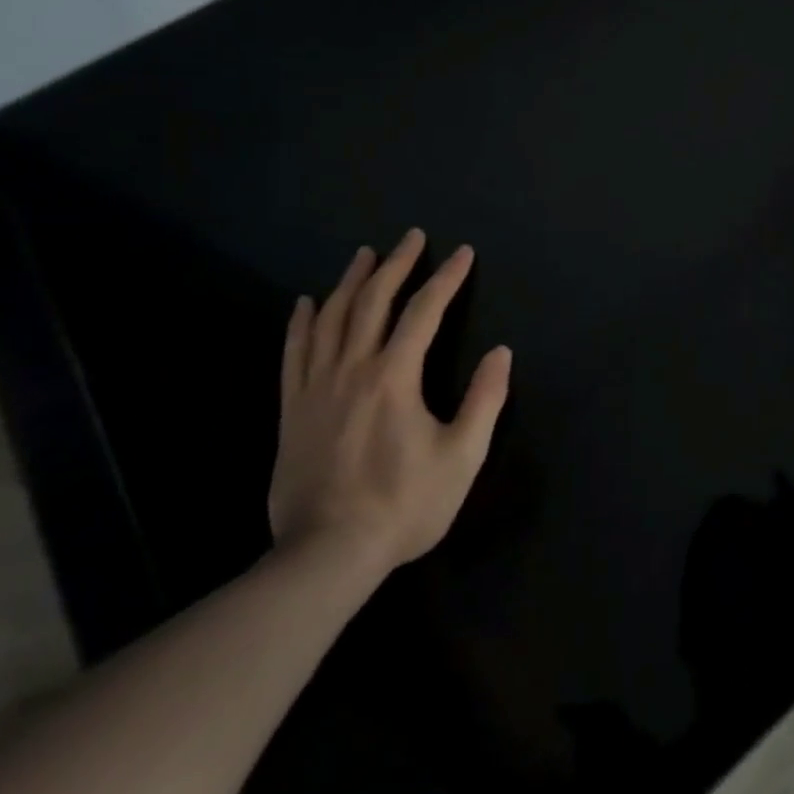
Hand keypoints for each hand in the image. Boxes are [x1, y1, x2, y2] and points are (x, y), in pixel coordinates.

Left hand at [269, 230, 510, 577]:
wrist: (326, 556)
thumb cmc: (403, 504)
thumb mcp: (461, 456)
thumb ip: (484, 400)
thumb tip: (501, 352)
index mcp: (395, 376)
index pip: (424, 311)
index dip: (447, 278)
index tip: (463, 252)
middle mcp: (352, 369)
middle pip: (373, 302)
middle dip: (397, 264)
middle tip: (412, 236)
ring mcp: (316, 388)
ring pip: (330, 319)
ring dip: (350, 281)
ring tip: (364, 254)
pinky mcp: (292, 410)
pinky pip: (293, 354)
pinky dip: (300, 323)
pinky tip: (305, 303)